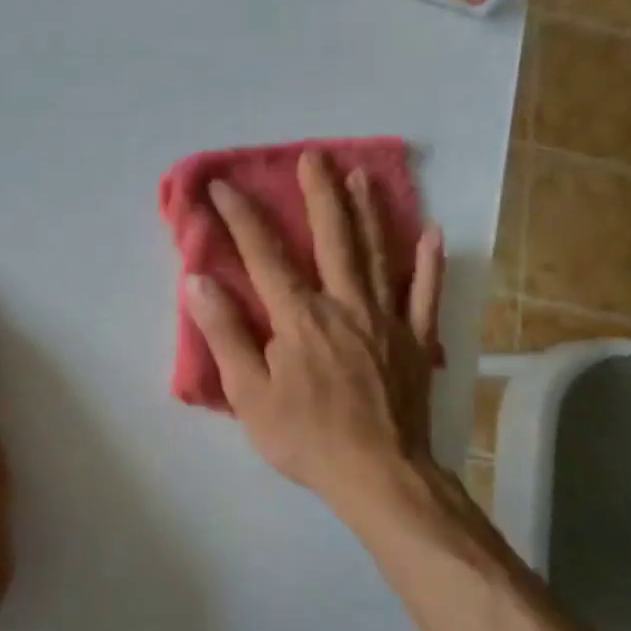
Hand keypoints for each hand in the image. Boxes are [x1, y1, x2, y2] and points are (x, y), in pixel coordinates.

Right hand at [187, 150, 443, 506]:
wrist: (379, 475)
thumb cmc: (306, 438)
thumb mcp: (250, 393)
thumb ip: (226, 334)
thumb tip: (198, 282)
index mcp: (299, 318)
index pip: (264, 256)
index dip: (241, 218)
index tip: (223, 186)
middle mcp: (344, 305)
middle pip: (332, 239)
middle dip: (320, 195)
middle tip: (315, 156)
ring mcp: (386, 320)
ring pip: (377, 255)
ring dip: (368, 212)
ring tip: (361, 176)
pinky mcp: (416, 341)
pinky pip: (425, 296)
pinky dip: (429, 265)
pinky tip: (432, 235)